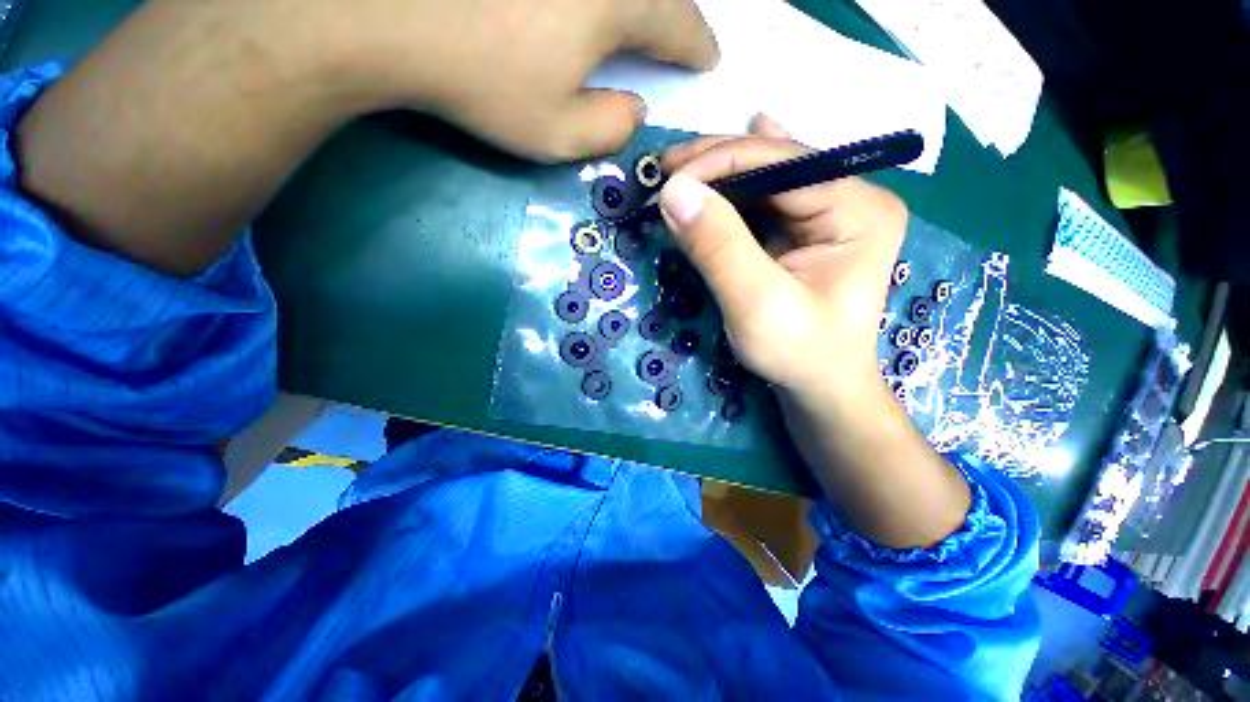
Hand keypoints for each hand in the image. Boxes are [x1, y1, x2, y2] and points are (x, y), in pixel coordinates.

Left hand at [335, 0, 719, 160]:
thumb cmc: (480, 81)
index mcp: (616, 2)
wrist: (386, 13)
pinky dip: (601, 1)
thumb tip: (636, 108)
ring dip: (642, 2)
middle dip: (675, 13)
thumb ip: (610, 129)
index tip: (707, 61)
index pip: (679, 24)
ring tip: (642, 22)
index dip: (697, 46)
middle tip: (679, 34)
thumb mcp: (556, 134)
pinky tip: (589, 17)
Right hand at [658, 116, 906, 398]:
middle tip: (663, 171)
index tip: (667, 178)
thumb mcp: (756, 304)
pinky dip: (729, 193)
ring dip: (717, 178)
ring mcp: (831, 212)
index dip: (721, 161)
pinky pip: (764, 200)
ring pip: (764, 179)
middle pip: (774, 163)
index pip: (784, 162)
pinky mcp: (807, 229)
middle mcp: (852, 198)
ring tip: (675, 179)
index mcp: (859, 210)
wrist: (819, 386)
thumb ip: (718, 247)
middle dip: (715, 166)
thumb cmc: (798, 353)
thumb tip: (673, 190)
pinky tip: (714, 175)